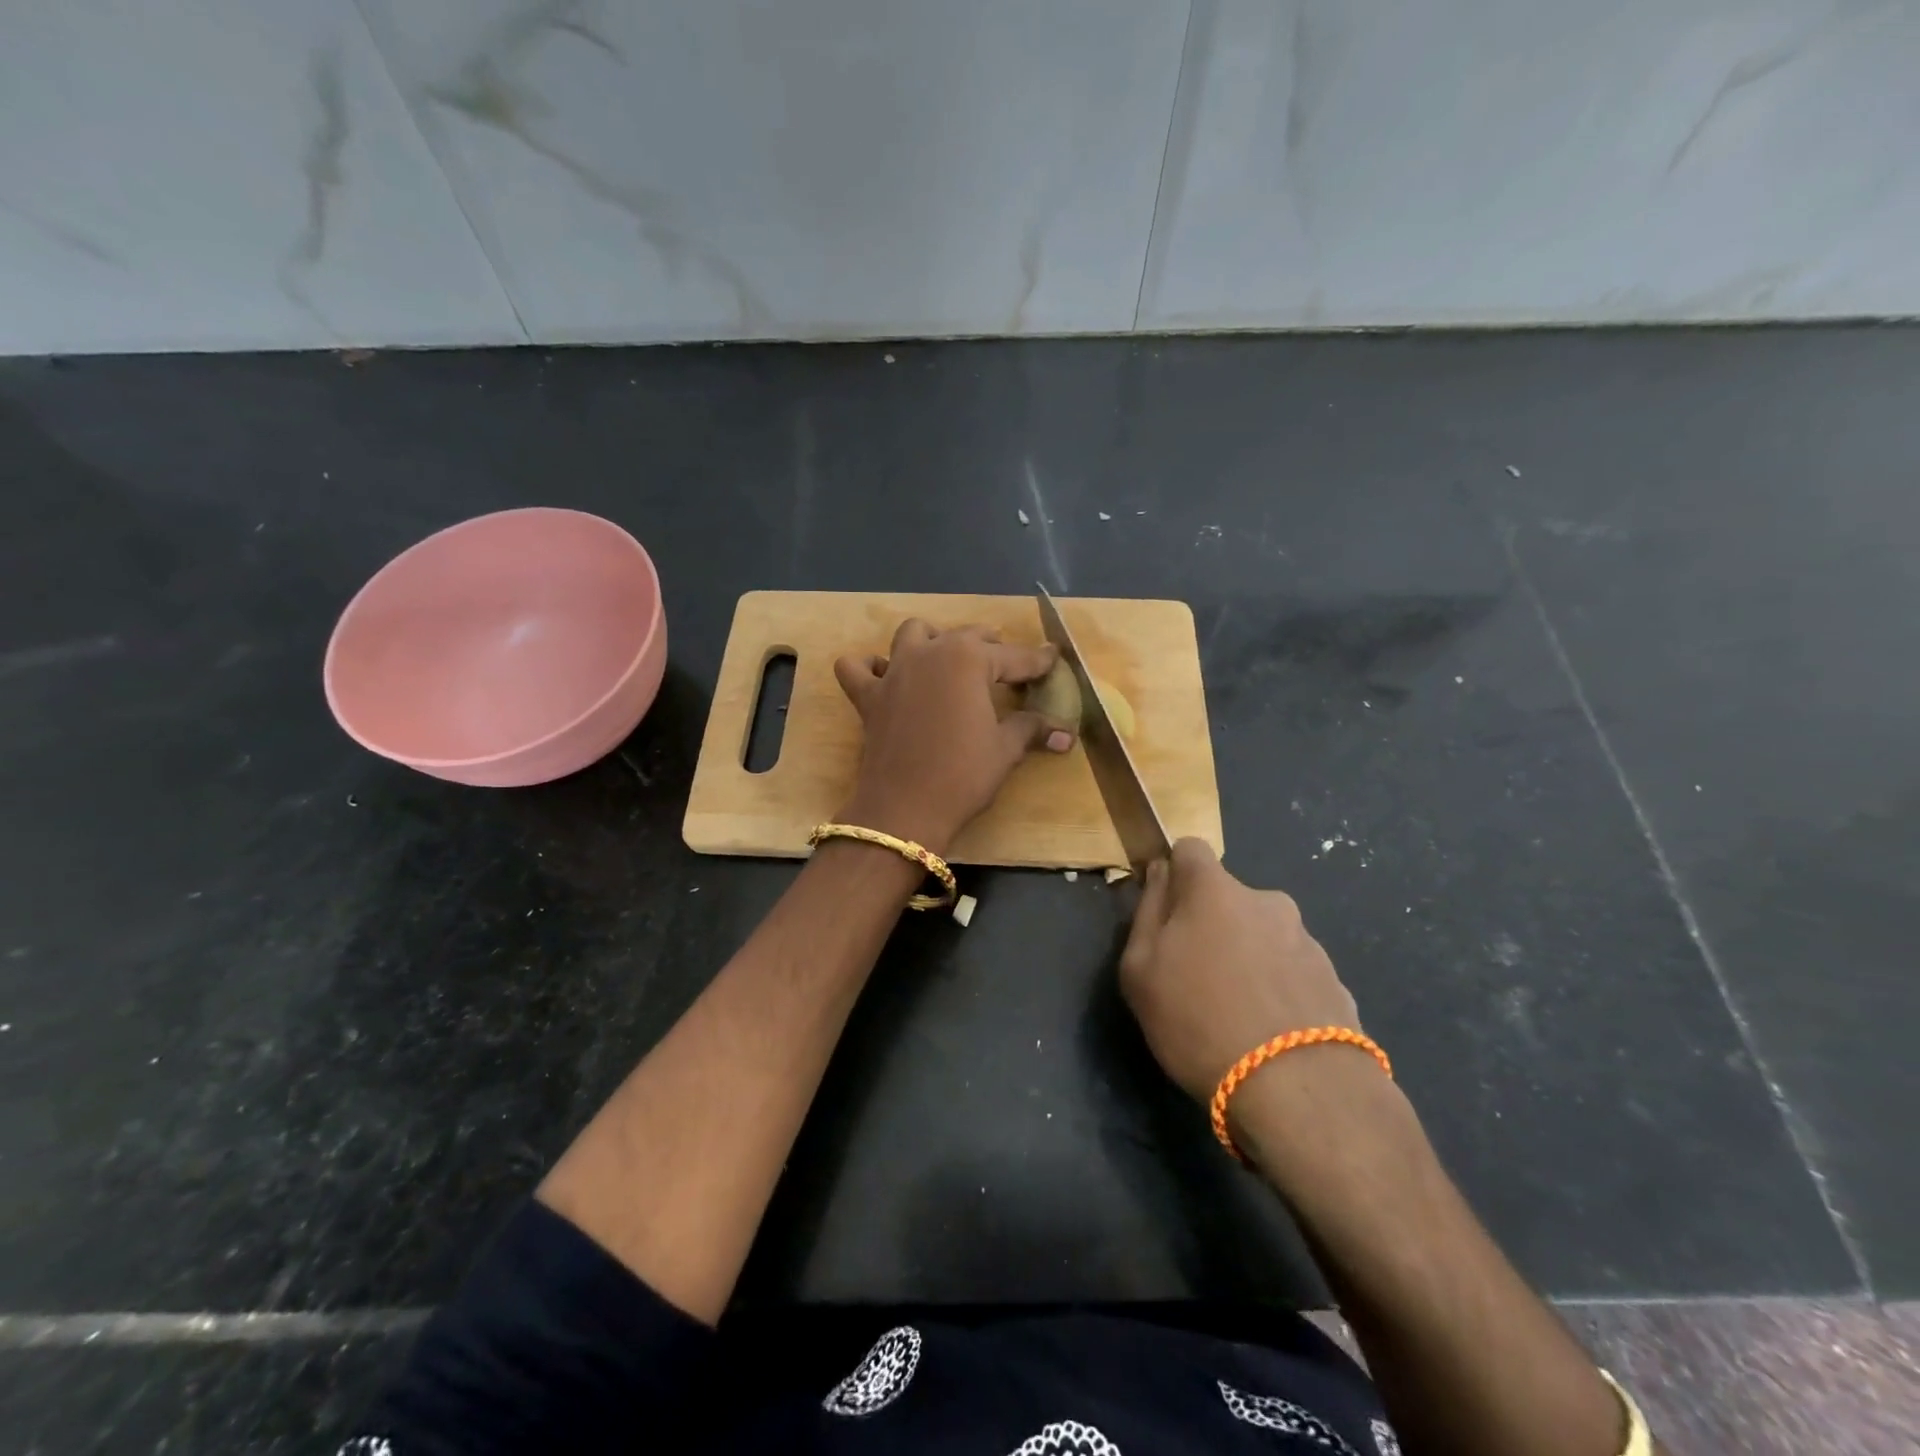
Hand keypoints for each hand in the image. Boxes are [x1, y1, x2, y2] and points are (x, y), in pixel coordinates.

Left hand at [834, 620, 1073, 853]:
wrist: (905, 809)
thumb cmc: (963, 775)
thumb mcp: (1005, 749)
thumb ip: (1032, 729)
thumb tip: (1067, 734)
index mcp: (968, 659)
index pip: (1014, 657)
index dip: (1037, 661)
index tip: (1052, 659)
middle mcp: (930, 653)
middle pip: (966, 637)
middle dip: (991, 647)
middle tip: (1009, 666)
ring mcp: (894, 671)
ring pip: (912, 634)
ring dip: (932, 639)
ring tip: (949, 658)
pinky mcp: (868, 696)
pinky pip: (858, 667)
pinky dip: (870, 666)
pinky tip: (886, 676)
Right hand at [1120, 839, 1360, 1102]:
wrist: (1298, 1090)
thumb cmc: (1198, 1020)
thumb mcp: (1140, 969)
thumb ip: (1147, 910)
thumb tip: (1161, 874)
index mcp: (1215, 890)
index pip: (1190, 849)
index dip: (1174, 874)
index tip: (1165, 912)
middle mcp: (1266, 901)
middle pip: (1228, 898)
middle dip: (1212, 924)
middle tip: (1196, 977)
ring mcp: (1307, 940)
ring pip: (1262, 935)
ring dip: (1248, 958)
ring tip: (1237, 1014)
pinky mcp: (1334, 981)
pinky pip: (1291, 972)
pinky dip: (1277, 989)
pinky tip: (1270, 1034)